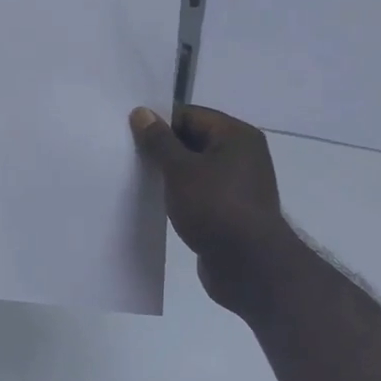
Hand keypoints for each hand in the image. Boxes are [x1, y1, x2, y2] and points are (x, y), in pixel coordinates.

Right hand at [131, 105, 298, 311]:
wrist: (250, 268)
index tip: (131, 135)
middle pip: (194, 140)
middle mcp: (243, 155)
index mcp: (236, 136)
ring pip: (196, 168)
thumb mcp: (179, 169)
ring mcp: (239, 185)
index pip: (190, 115)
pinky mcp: (232, 210)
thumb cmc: (215, 208)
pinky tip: (159, 202)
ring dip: (171, 174)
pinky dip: (182, 194)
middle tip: (131, 157)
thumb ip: (158, 140)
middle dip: (163, 148)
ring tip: (141, 180)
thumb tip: (141, 112)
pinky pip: (201, 192)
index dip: (160, 123)